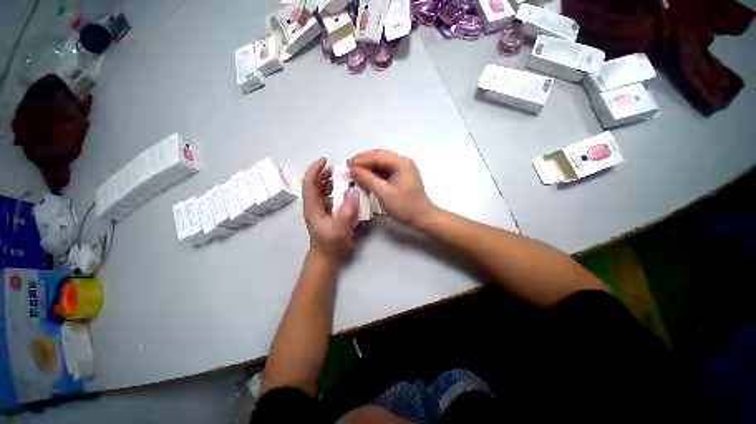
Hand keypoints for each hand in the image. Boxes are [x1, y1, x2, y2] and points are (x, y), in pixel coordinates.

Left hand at [302, 158, 358, 258]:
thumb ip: (347, 210)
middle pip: (315, 184)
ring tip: (342, 177)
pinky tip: (346, 191)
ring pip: (321, 190)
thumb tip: (354, 190)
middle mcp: (314, 206)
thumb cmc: (331, 244)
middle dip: (323, 173)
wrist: (327, 258)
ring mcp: (320, 210)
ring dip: (330, 181)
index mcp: (312, 207)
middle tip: (338, 168)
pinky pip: (329, 197)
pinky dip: (335, 191)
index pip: (309, 183)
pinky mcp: (326, 214)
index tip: (325, 160)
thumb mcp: (340, 228)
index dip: (315, 170)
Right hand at [348, 150, 437, 227]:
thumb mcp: (384, 193)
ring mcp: (402, 169)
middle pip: (379, 157)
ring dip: (368, 168)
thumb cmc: (404, 206)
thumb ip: (367, 179)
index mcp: (401, 163)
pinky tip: (365, 178)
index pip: (377, 156)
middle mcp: (402, 162)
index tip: (347, 165)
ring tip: (354, 173)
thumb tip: (352, 169)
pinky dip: (374, 174)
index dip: (361, 160)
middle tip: (349, 168)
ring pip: (381, 164)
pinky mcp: (401, 177)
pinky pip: (385, 172)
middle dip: (363, 162)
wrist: (422, 218)